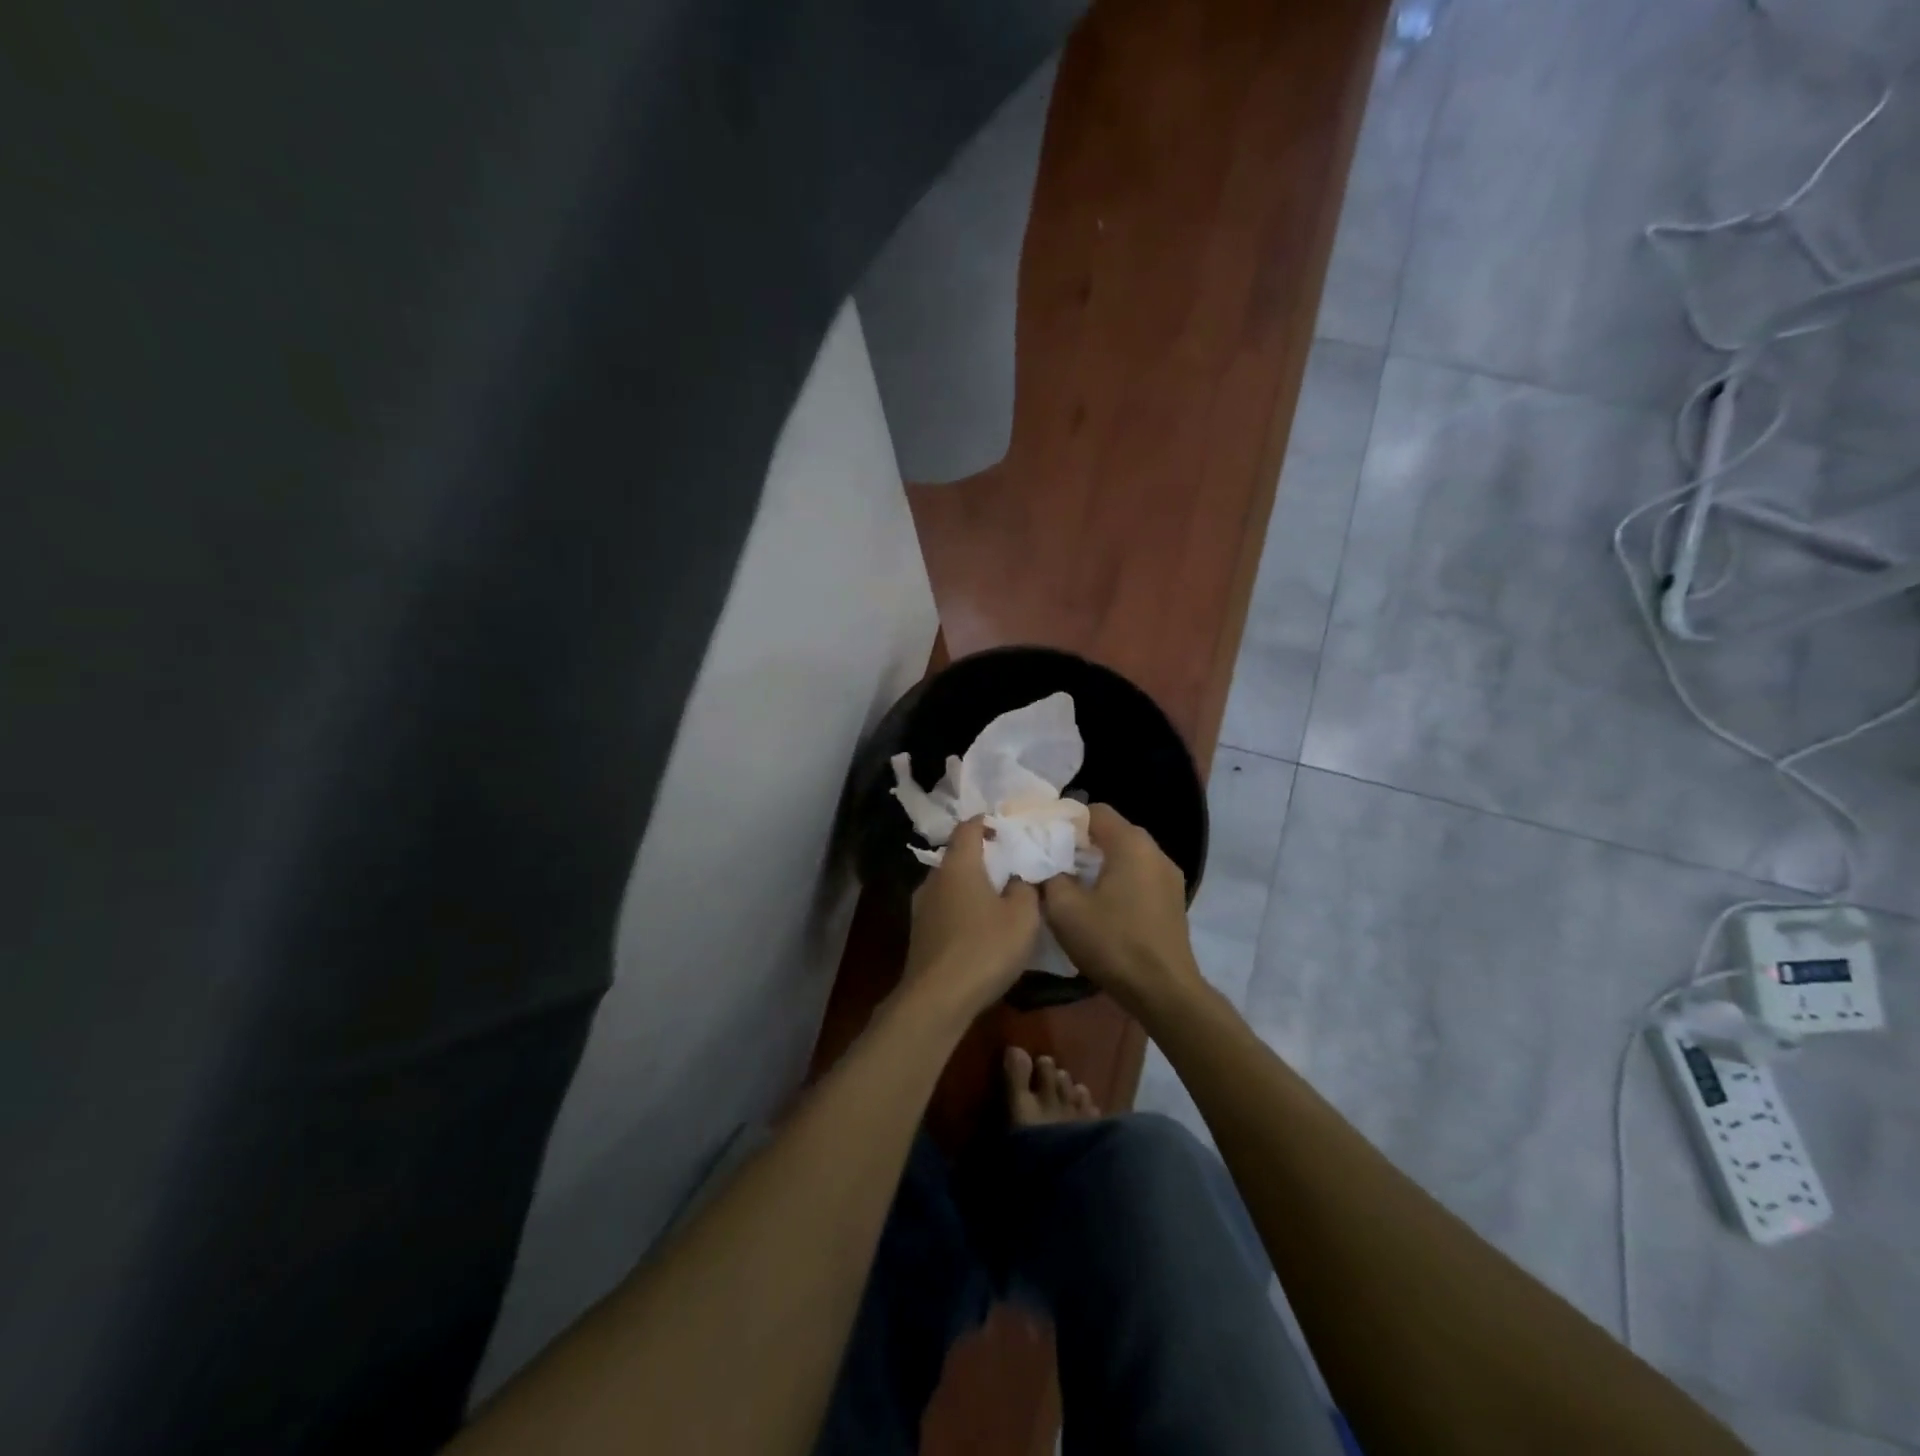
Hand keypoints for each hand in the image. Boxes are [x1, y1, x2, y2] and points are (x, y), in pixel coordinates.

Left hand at [901, 818, 1040, 1020]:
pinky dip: (961, 908)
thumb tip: (1018, 877)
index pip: (968, 827)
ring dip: (971, 886)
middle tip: (1010, 866)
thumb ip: (1025, 888)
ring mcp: (921, 906)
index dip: (987, 823)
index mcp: (958, 865)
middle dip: (982, 857)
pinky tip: (978, 927)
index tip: (1007, 829)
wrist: (937, 999)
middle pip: (958, 856)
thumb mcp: (1023, 917)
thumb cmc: (985, 948)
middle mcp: (934, 878)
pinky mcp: (919, 933)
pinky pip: (944, 908)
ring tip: (997, 899)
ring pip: (949, 884)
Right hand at [1041, 804, 1203, 1015]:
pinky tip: (1101, 906)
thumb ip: (1049, 876)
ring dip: (1099, 864)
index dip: (1064, 820)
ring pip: (1125, 856)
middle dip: (1079, 843)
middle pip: (1111, 832)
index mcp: (1131, 843)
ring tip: (1073, 885)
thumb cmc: (1113, 943)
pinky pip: (1138, 876)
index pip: (1094, 810)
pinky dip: (1117, 881)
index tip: (1042, 840)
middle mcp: (1155, 851)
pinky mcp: (1172, 900)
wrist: (1164, 991)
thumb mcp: (1065, 909)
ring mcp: (1169, 876)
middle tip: (1051, 862)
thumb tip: (1044, 864)